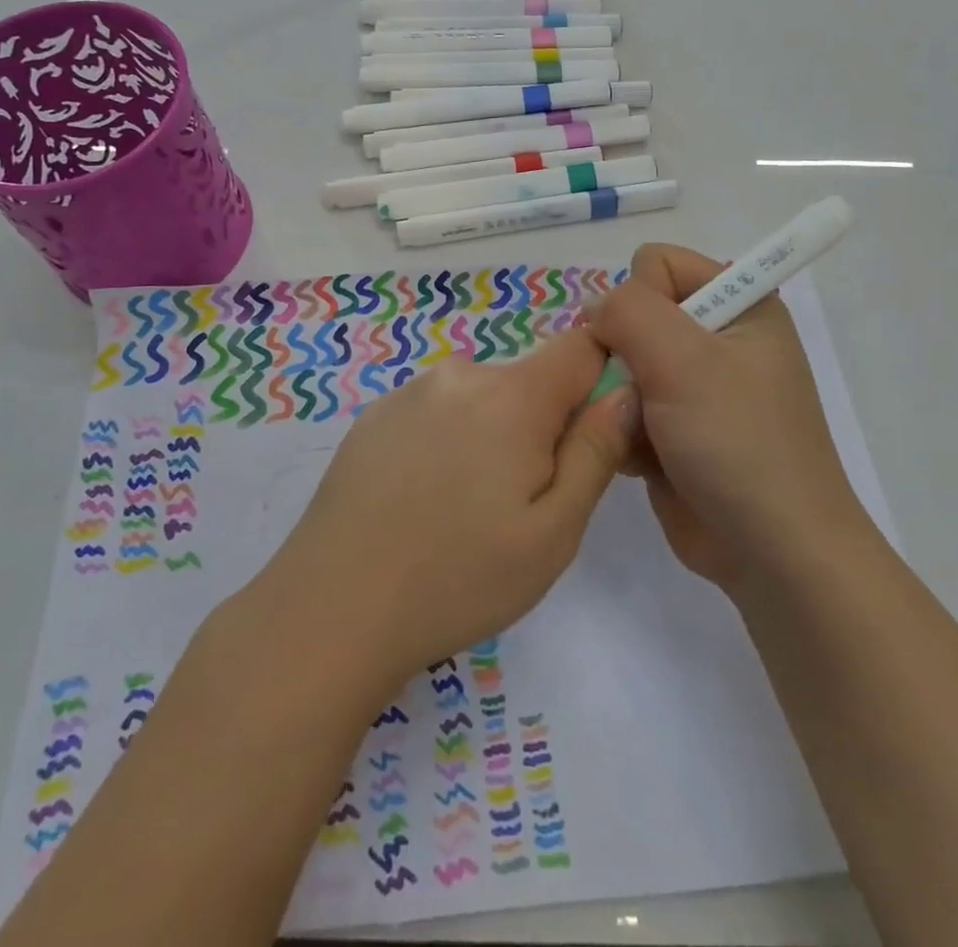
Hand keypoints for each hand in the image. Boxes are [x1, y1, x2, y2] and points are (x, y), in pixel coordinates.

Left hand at [260, 330, 636, 687]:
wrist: (331, 609)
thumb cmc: (459, 579)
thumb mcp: (553, 532)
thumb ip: (597, 451)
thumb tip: (625, 390)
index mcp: (512, 395)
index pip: (581, 348)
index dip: (599, 380)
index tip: (589, 438)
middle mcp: (460, 375)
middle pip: (529, 381)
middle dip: (541, 426)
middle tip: (520, 503)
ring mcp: (410, 391)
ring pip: (481, 399)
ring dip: (492, 436)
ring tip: (465, 510)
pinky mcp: (374, 414)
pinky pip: (436, 412)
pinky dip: (446, 442)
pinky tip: (421, 502)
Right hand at [586, 244, 869, 591]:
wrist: (773, 553)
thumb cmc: (738, 442)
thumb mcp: (685, 359)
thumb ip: (629, 311)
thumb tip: (594, 310)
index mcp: (738, 304)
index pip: (657, 264)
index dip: (640, 300)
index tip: (649, 349)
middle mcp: (716, 338)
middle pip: (633, 316)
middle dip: (622, 355)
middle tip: (638, 395)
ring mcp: (694, 387)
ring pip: (619, 364)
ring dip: (619, 398)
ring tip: (639, 434)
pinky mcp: (674, 429)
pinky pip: (623, 407)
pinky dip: (622, 430)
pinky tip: (640, 461)